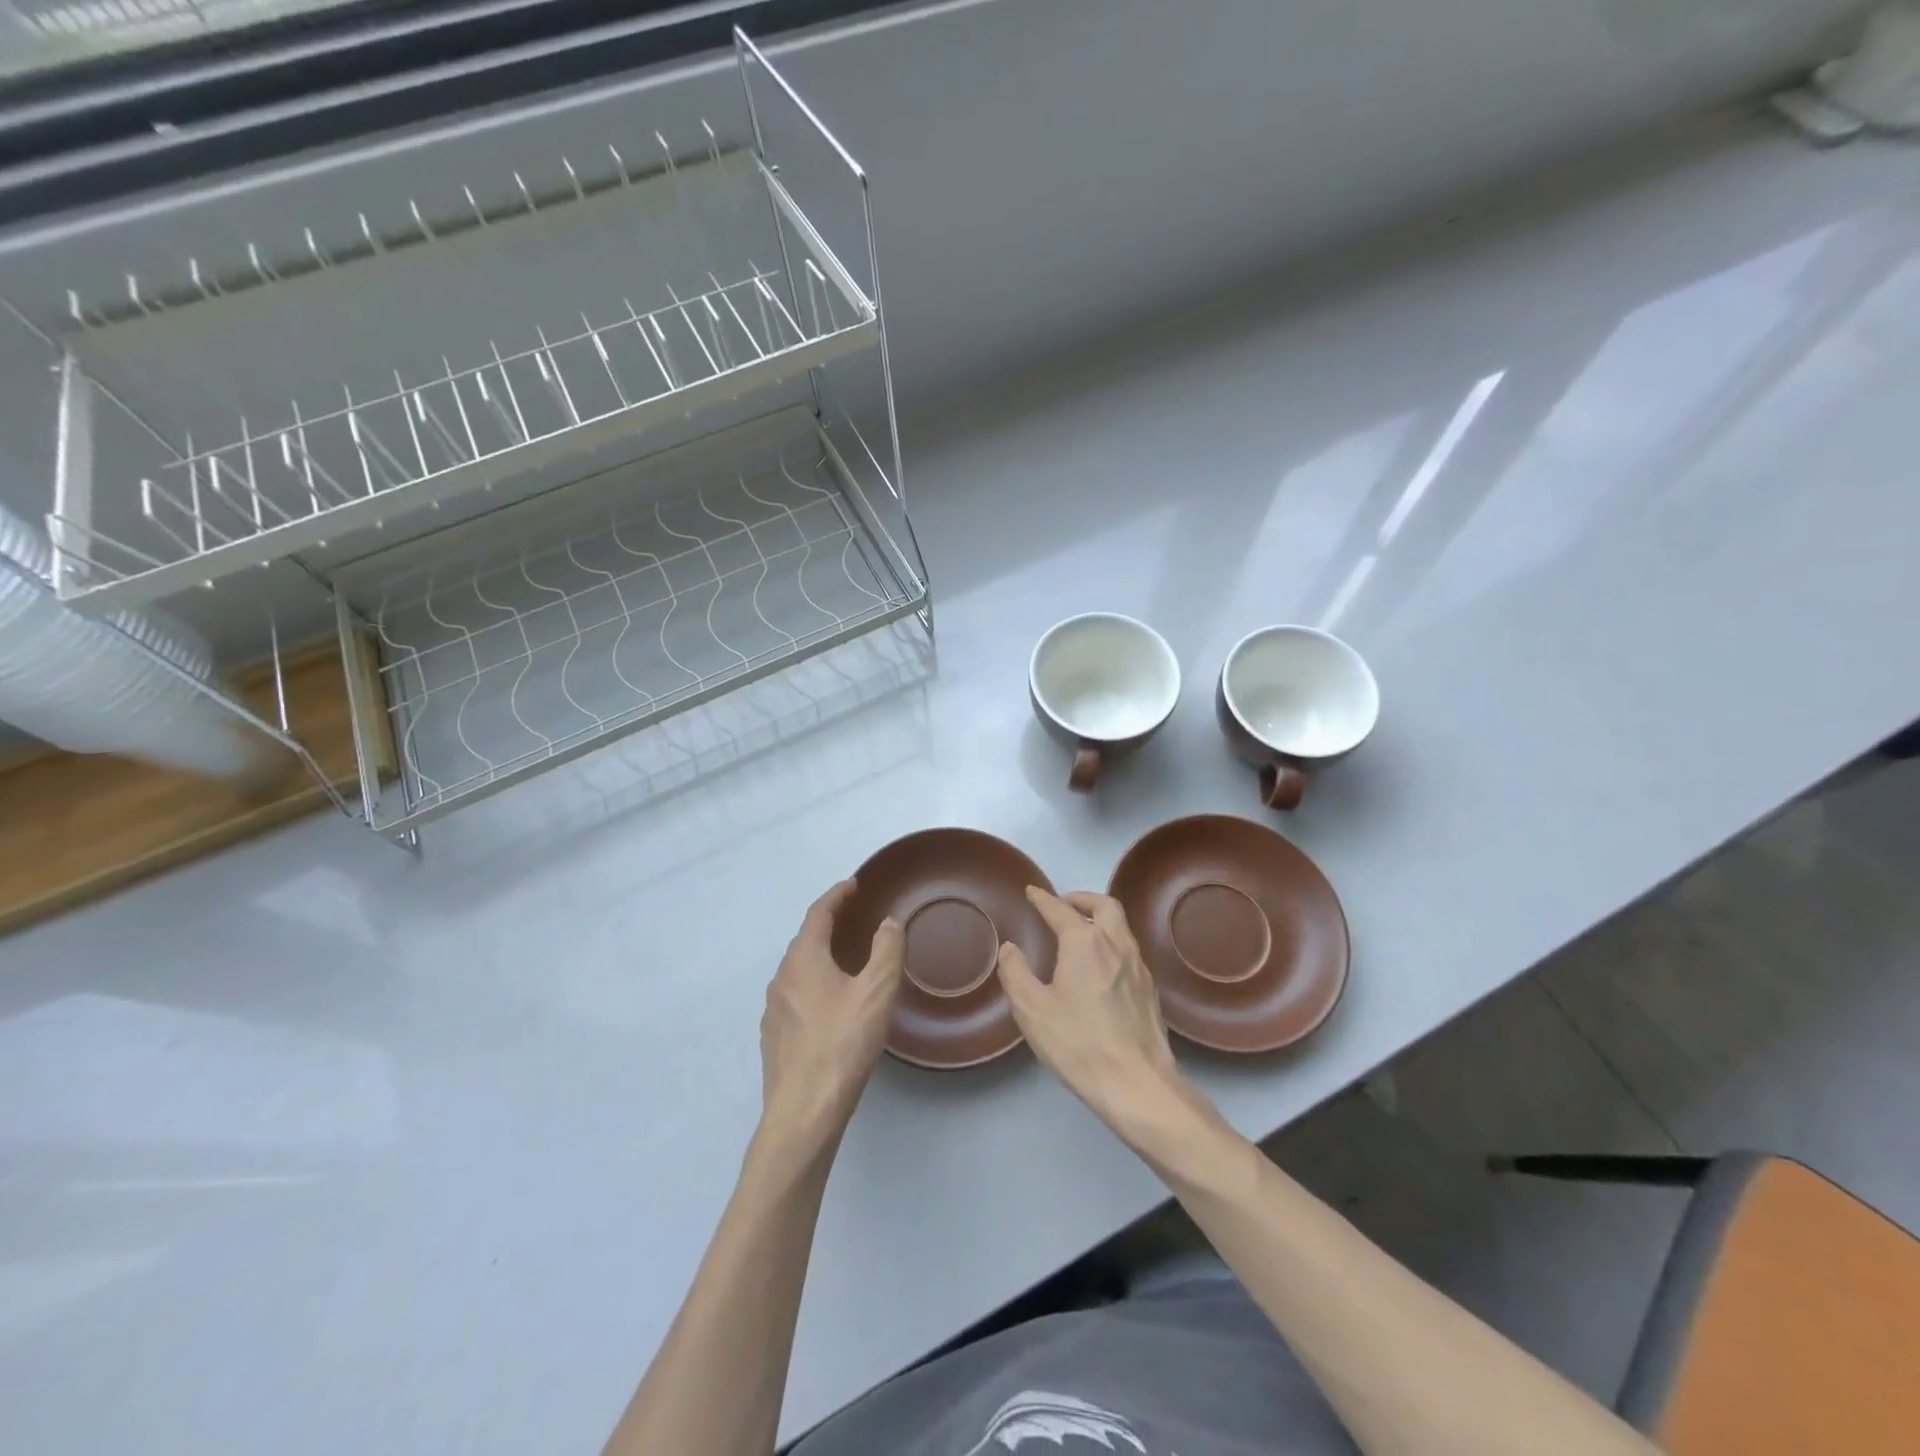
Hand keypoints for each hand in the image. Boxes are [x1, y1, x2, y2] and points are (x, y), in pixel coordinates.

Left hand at [759, 880, 904, 1152]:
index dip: (836, 896)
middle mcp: (782, 978)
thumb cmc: (842, 1043)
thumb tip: (888, 922)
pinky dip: (814, 986)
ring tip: (844, 961)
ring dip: (820, 957)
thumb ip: (886, 950)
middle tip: (853, 918)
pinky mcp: (774, 1038)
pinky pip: (795, 997)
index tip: (853, 884)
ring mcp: (774, 1010)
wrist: (804, 1111)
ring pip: (798, 971)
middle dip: (828, 925)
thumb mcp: (876, 992)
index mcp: (803, 959)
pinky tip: (830, 1006)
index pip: (818, 914)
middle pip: (805, 940)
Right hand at [996, 888, 1186, 1131]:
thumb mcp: (1032, 1010)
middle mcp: (1116, 945)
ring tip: (1080, 933)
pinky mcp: (1150, 990)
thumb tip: (1010, 948)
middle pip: (1104, 905)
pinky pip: (1129, 951)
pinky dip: (1111, 944)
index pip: (1061, 910)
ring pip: (1121, 927)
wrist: (1137, 1084)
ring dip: (1099, 919)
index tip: (1031, 892)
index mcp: (1085, 943)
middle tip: (1063, 905)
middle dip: (1081, 899)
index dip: (1043, 899)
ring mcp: (1139, 967)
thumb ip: (1016, 973)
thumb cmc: (1078, 1043)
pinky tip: (1100, 967)